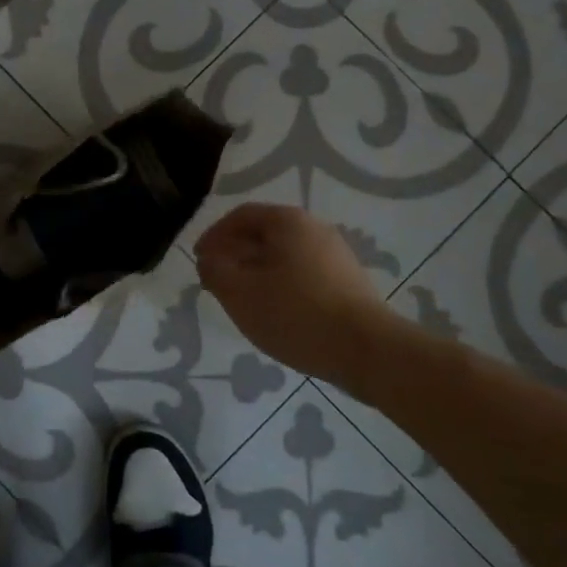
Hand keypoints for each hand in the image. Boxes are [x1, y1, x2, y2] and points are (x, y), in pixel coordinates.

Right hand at [195, 203, 385, 384]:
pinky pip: (303, 273)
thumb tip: (208, 261)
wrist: (368, 350)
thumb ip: (215, 271)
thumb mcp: (240, 293)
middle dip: (235, 254)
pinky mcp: (348, 282)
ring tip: (241, 298)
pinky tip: (274, 311)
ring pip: (284, 256)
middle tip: (216, 279)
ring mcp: (336, 255)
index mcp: (287, 221)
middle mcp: (314, 229)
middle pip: (264, 234)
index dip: (214, 235)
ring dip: (256, 271)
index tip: (198, 259)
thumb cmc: (296, 313)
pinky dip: (280, 284)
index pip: (241, 216)